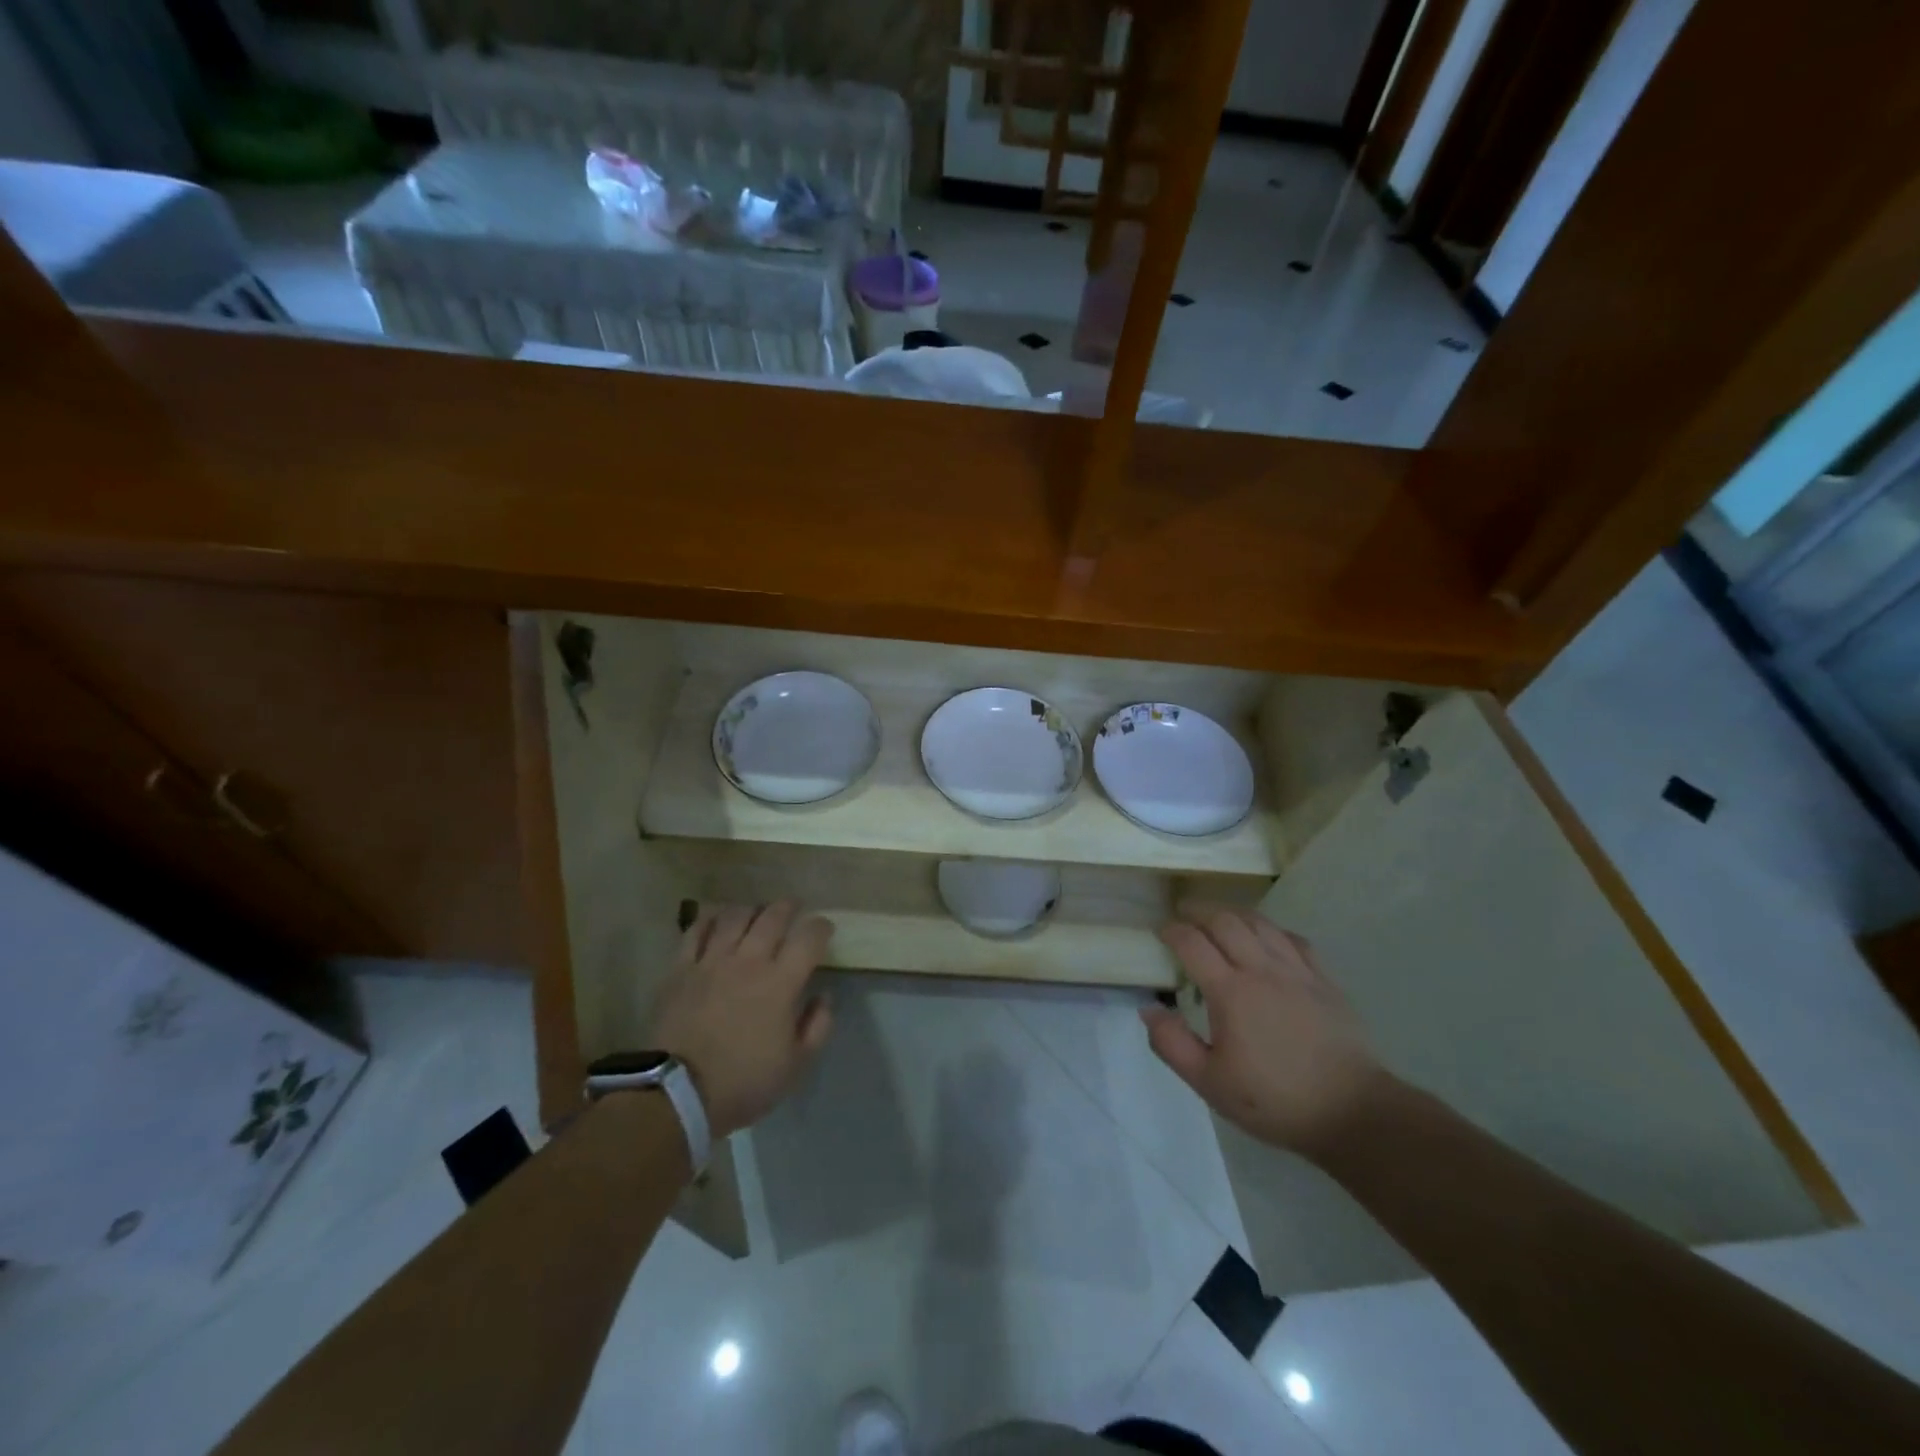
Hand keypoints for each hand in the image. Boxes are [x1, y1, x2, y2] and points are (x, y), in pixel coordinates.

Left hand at [645, 901, 833, 1138]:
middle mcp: (749, 961)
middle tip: (793, 909)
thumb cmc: (743, 1082)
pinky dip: (710, 920)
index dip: (821, 927)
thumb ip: (817, 1026)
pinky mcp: (681, 968)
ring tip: (756, 914)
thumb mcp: (796, 1065)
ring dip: (751, 910)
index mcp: (781, 983)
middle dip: (788, 907)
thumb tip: (823, 997)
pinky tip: (717, 921)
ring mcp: (712, 961)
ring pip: (735, 916)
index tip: (824, 931)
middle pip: (773, 916)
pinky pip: (697, 930)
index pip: (809, 937)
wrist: (677, 1094)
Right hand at [1141, 903, 1389, 1159]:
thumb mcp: (1210, 1083)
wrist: (1352, 1113)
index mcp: (1230, 992)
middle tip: (1183, 914)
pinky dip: (1271, 930)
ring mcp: (1297, 972)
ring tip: (1218, 917)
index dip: (1171, 930)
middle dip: (1199, 911)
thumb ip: (1172, 1044)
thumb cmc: (1275, 1100)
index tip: (1159, 931)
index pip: (1192, 943)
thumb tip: (1149, 1009)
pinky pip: (1293, 939)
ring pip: (1260, 923)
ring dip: (1232, 913)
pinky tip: (1266, 937)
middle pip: (1225, 921)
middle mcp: (1261, 970)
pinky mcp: (1324, 981)